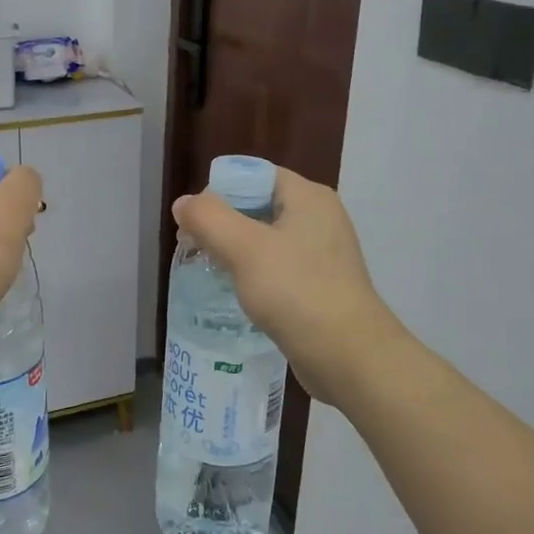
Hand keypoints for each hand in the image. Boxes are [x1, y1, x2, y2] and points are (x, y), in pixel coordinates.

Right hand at [172, 168, 401, 407]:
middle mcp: (319, 218)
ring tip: (208, 271)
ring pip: (265, 240)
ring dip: (234, 252)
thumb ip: (208, 218)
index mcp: (308, 197)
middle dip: (222, 224)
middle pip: (257, 206)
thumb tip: (183, 203)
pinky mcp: (319, 285)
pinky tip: (234, 294)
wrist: (350, 358)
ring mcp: (322, 254)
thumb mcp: (245, 249)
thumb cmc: (297, 292)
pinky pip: (277, 268)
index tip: (194, 221)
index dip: (219, 191)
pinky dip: (253, 275)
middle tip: (193, 248)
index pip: (254, 175)